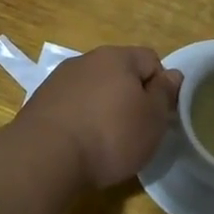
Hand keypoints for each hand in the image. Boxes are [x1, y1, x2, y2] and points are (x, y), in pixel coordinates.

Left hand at [16, 46, 182, 188]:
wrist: (44, 157)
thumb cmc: (110, 135)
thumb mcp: (152, 118)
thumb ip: (165, 93)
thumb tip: (173, 74)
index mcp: (117, 57)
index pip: (151, 59)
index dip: (160, 86)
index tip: (158, 115)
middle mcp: (85, 60)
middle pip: (120, 73)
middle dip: (130, 97)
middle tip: (136, 130)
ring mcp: (58, 80)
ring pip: (93, 89)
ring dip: (103, 108)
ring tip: (105, 141)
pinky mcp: (40, 103)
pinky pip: (72, 106)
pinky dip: (80, 120)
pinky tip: (81, 144)